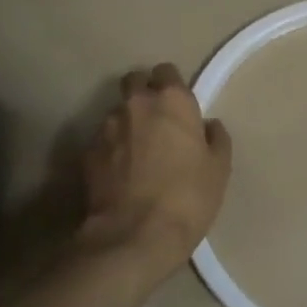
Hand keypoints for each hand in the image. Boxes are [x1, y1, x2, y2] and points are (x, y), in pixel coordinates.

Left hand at [78, 64, 231, 274]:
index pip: (167, 71)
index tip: (179, 107)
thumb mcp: (219, 169)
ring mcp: (106, 127)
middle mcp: (136, 104)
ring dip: (127, 123)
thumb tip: (208, 126)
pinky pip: (103, 141)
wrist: (134, 235)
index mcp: (172, 101)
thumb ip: (216, 138)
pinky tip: (121, 173)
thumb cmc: (188, 197)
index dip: (172, 86)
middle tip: (157, 121)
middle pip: (134, 81)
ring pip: (117, 112)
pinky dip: (111, 149)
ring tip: (137, 152)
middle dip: (143, 93)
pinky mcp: (87, 153)